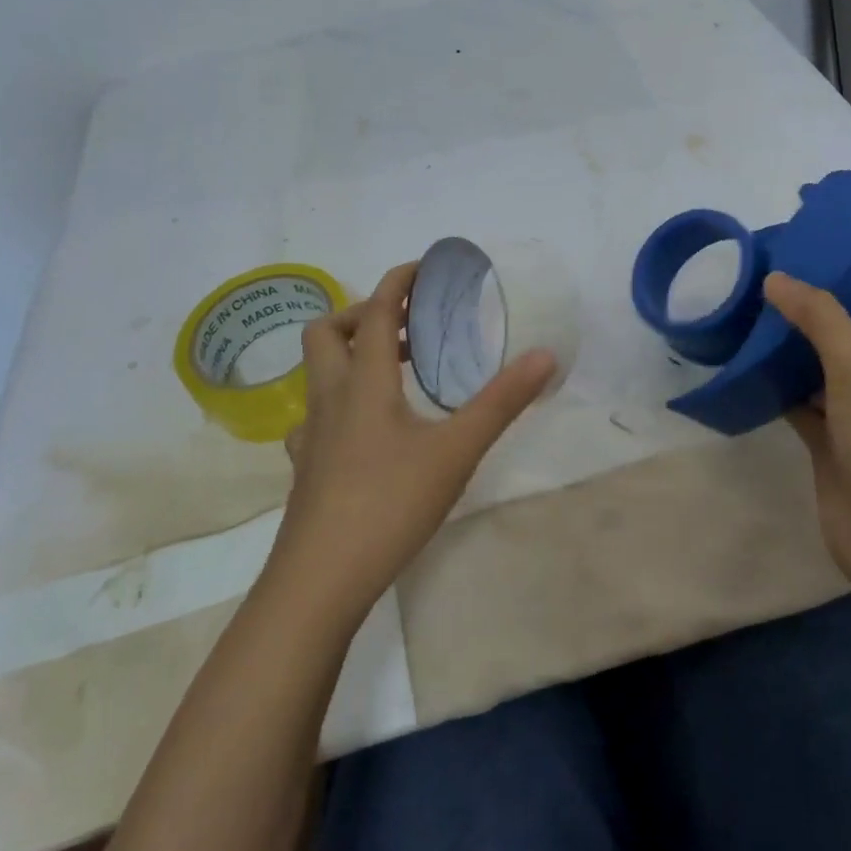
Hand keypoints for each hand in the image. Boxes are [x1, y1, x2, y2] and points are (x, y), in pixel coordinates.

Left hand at [265, 261, 555, 628]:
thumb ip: (501, 402)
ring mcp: (310, 435)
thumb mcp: (456, 451)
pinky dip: (342, 401)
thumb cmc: (389, 505)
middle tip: (408, 326)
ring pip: (319, 373)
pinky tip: (367, 429)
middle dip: (364, 314)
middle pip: (328, 331)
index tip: (423, 269)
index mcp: (364, 383)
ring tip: (396, 371)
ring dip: (352, 355)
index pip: (376, 311)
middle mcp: (329, 398)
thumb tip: (544, 355)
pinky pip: (317, 415)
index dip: (397, 282)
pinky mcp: (306, 468)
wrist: (319, 581)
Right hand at [762, 273, 850, 585]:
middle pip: (849, 337)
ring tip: (749, 317)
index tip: (824, 261)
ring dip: (791, 351)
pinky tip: (745, 371)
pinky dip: (776, 390)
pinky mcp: (828, 445)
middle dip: (816, 313)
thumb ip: (819, 317)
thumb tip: (776, 278)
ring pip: (819, 372)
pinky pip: (799, 406)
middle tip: (770, 285)